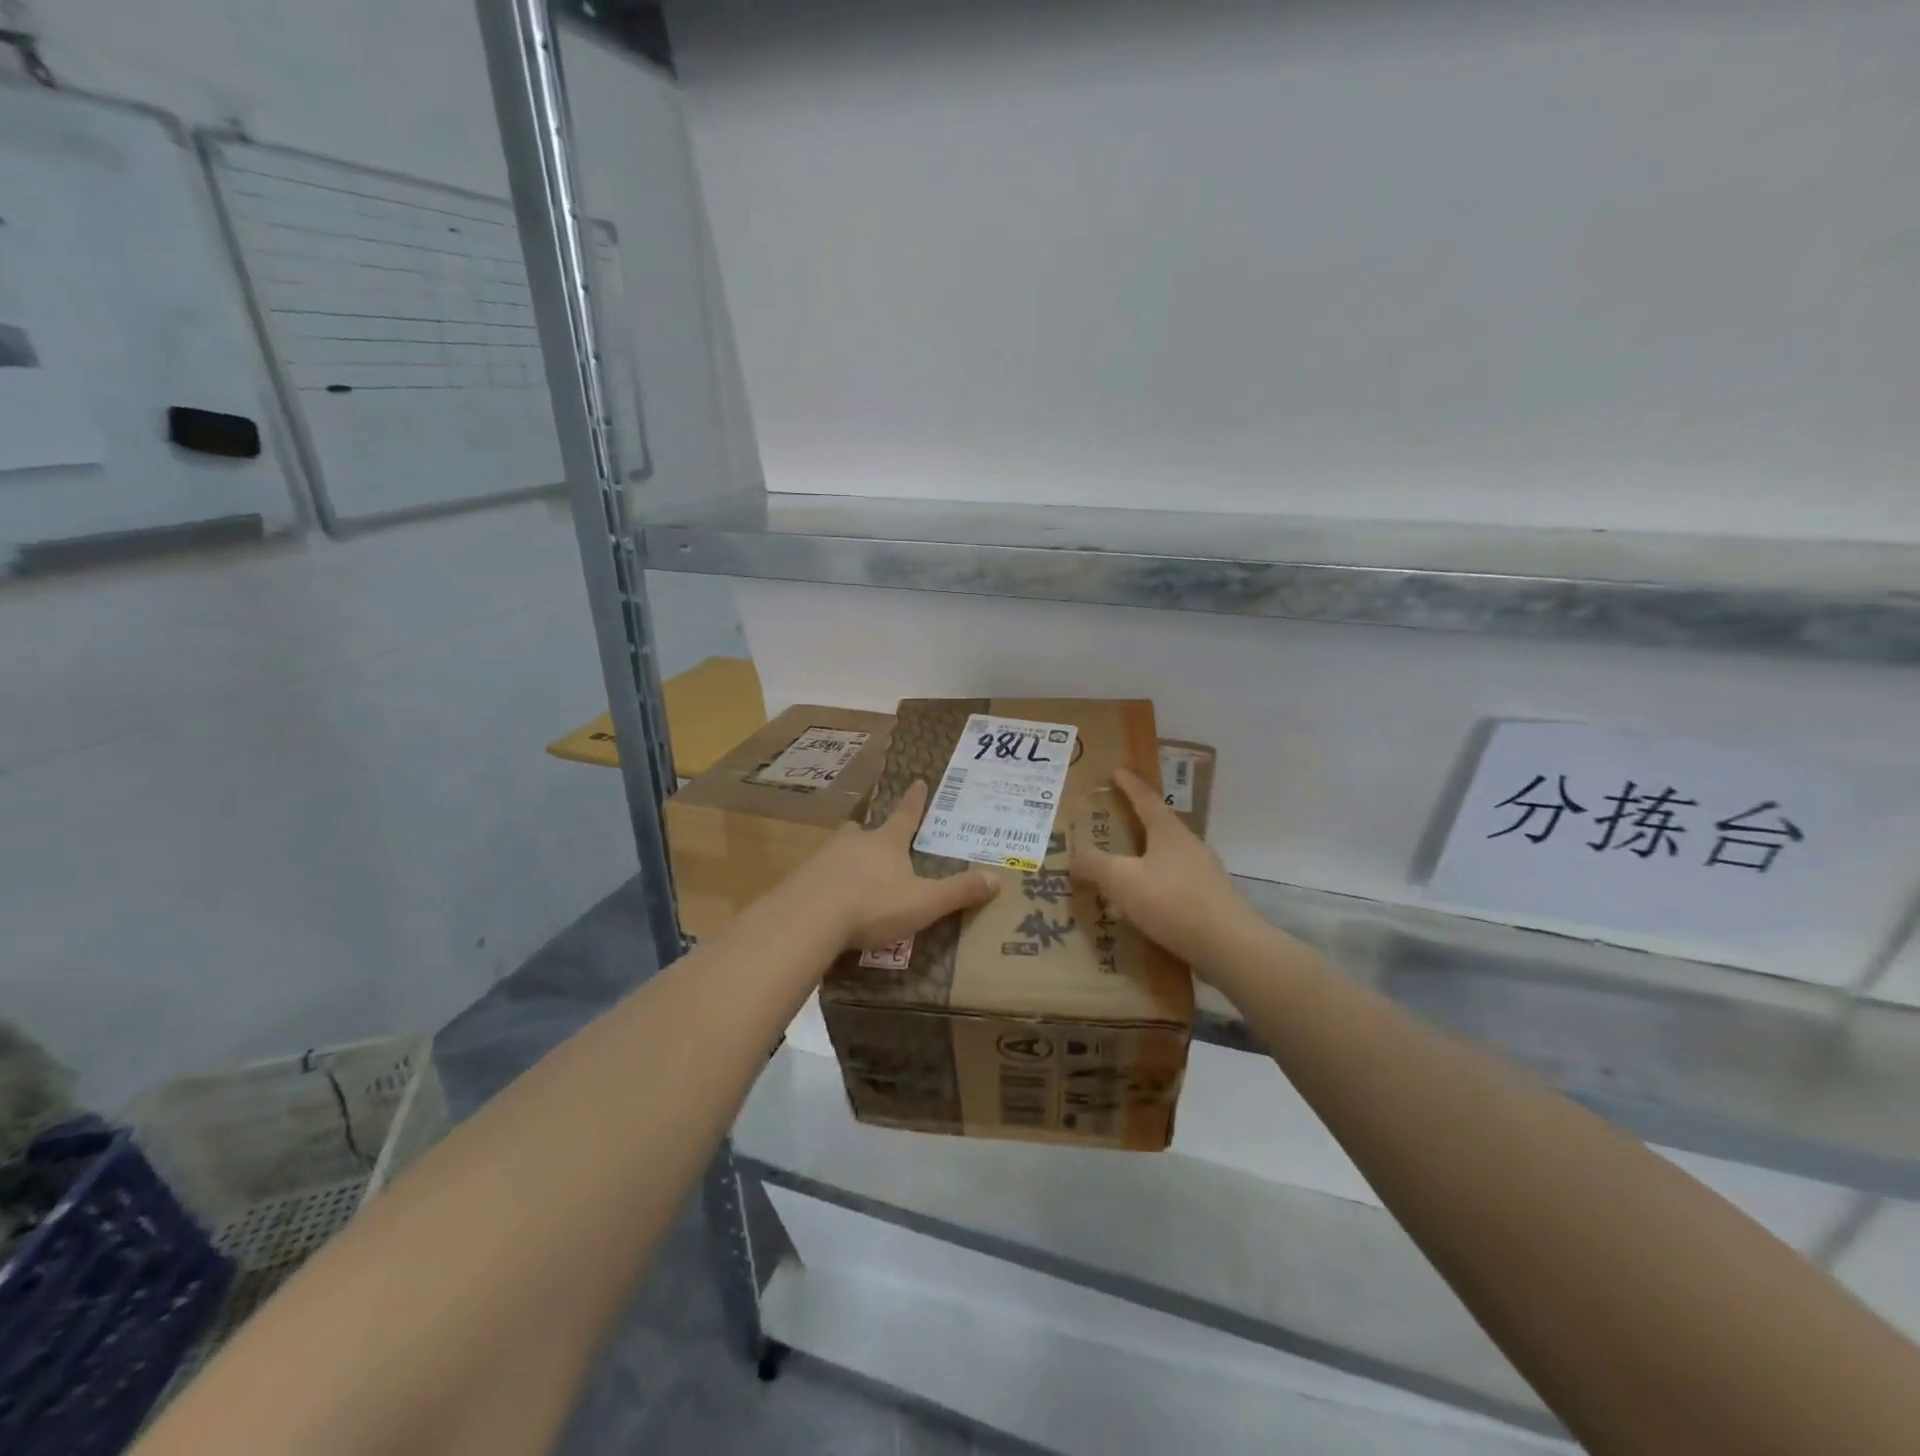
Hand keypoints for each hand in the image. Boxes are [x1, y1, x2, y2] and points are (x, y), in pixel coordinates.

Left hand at [791, 781, 1000, 952]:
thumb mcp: (924, 902)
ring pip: (839, 851)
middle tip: (875, 836)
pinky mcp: (800, 880)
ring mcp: (823, 858)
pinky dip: (827, 883)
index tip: (918, 780)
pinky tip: (828, 900)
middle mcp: (854, 842)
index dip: (914, 800)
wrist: (808, 918)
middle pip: (864, 830)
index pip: (905, 815)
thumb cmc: (873, 905)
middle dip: (872, 833)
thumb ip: (958, 891)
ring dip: (848, 858)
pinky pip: (818, 876)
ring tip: (853, 872)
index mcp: (886, 842)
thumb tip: (997, 878)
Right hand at [1070, 768, 1261, 971]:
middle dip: (1135, 822)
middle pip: (1158, 826)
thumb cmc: (1172, 902)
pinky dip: (1155, 885)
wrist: (1229, 946)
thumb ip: (1095, 865)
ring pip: (1166, 857)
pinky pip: (1174, 883)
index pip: (1145, 799)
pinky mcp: (1210, 899)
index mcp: (1168, 831)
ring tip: (1121, 868)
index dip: (1128, 785)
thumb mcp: (1122, 881)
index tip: (1116, 772)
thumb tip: (1075, 857)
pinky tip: (1142, 904)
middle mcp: (1189, 845)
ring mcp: (1203, 872)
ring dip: (1144, 858)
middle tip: (1112, 822)